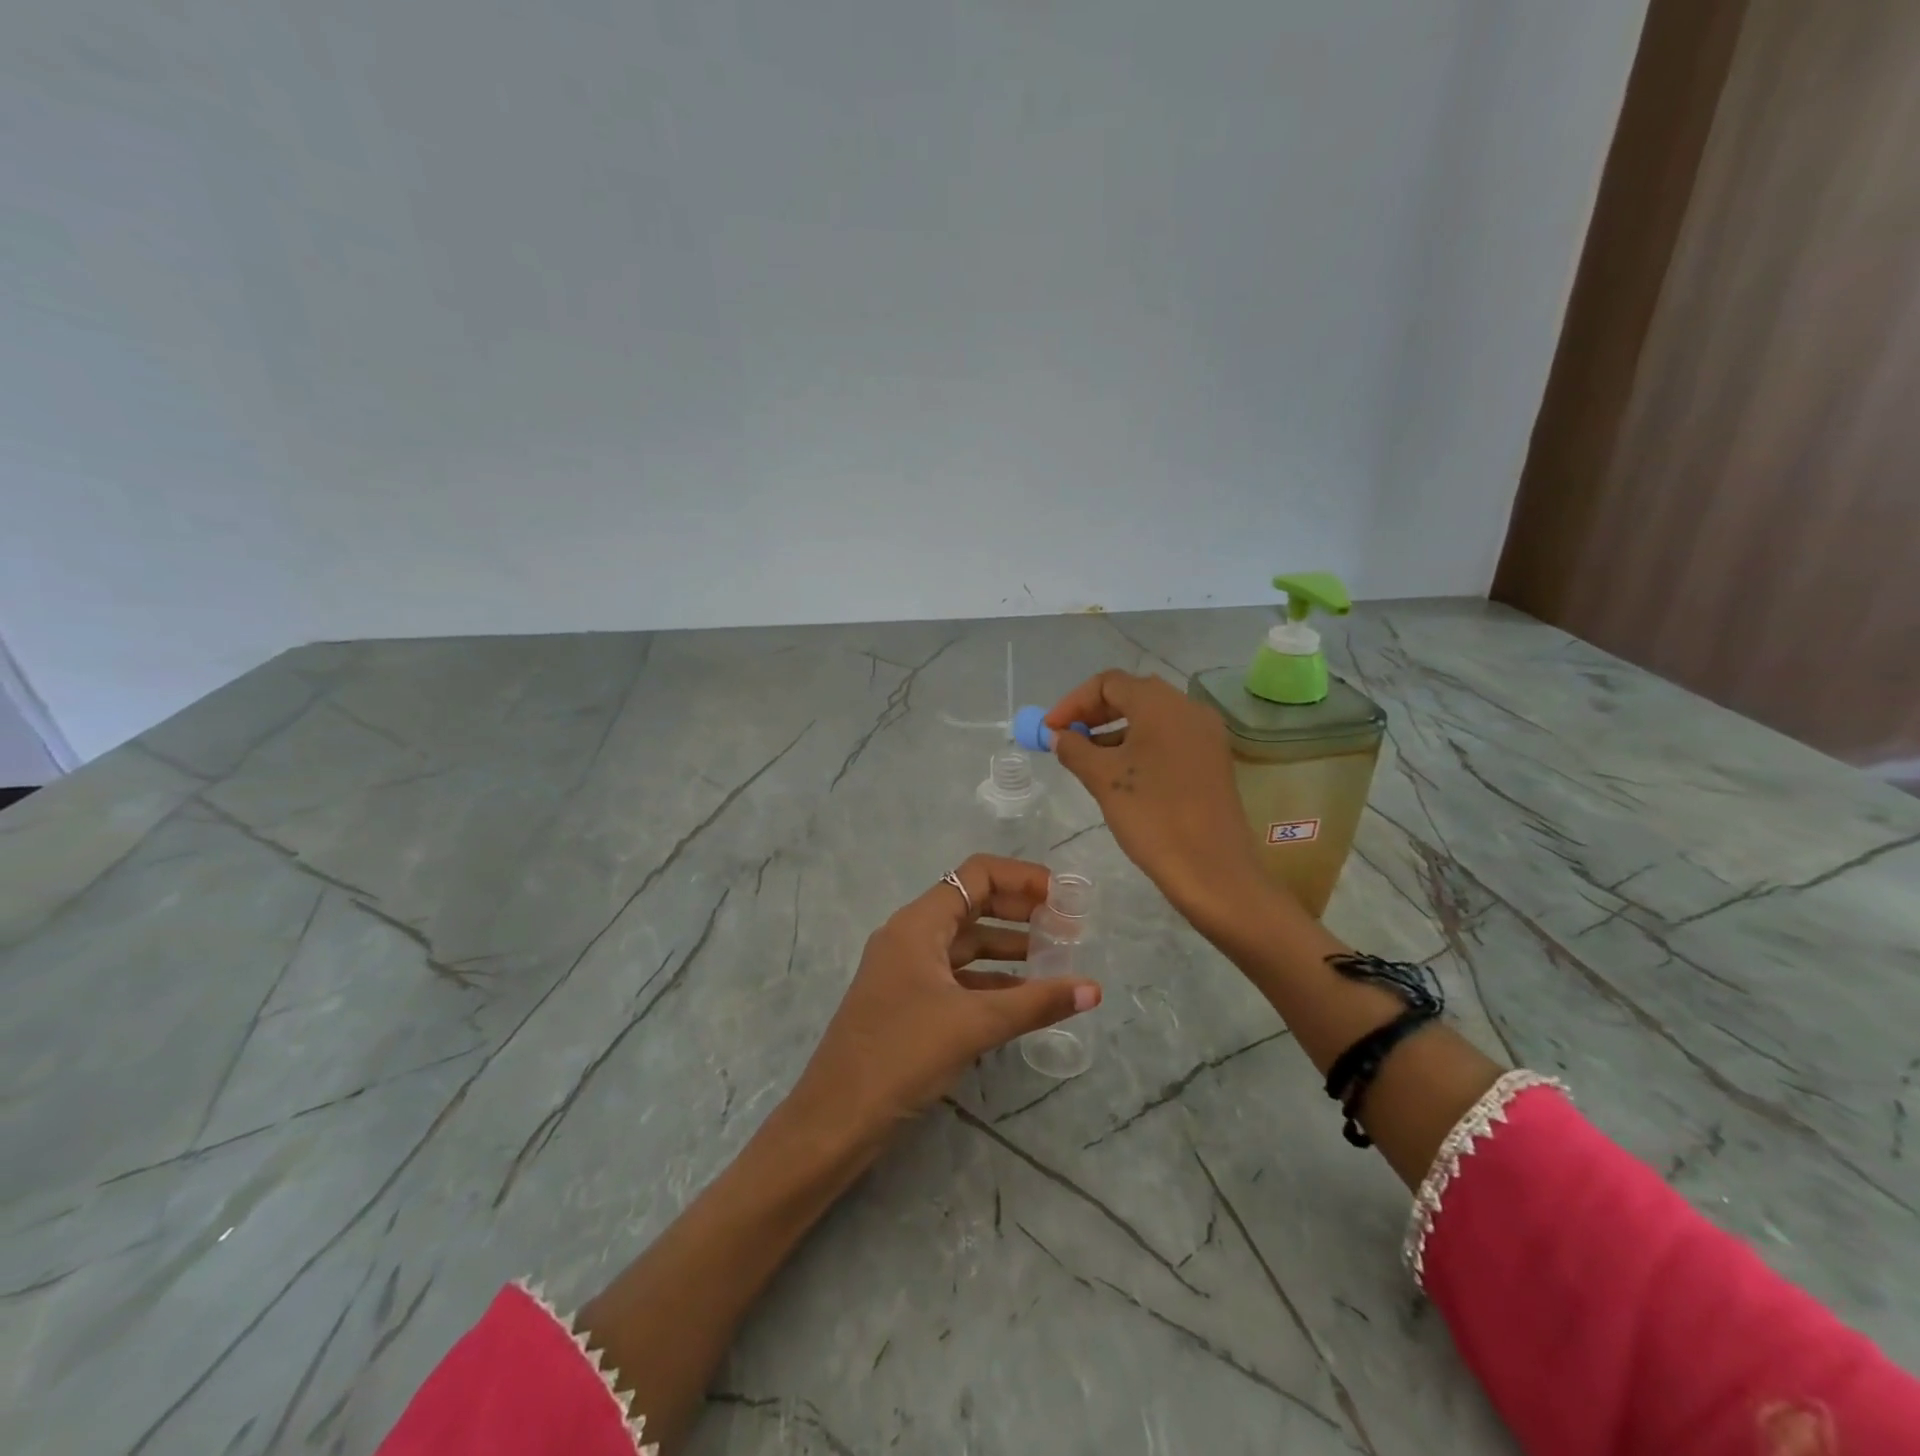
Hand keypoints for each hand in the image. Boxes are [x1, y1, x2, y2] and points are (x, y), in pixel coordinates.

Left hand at [791, 854, 1101, 1140]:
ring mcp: (906, 971)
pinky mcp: (908, 1003)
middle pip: (973, 905)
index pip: (976, 876)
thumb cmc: (902, 1055)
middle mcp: (910, 937)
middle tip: (1066, 928)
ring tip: (1055, 959)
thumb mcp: (974, 1024)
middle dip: (1020, 911)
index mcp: (918, 925)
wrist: (836, 1119)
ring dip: (1009, 947)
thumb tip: (1094, 989)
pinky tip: (1025, 997)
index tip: (1062, 897)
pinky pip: (957, 976)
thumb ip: (1036, 1002)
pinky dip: (991, 980)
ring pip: (966, 944)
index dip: (1022, 878)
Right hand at [1046, 670, 1267, 933]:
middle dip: (1093, 714)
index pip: (1109, 682)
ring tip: (1086, 760)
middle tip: (1065, 739)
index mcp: (1162, 704)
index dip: (1073, 702)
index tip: (1050, 730)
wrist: (1212, 869)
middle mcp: (1189, 709)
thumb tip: (1058, 736)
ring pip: (1151, 718)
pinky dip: (1138, 746)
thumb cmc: (1152, 816)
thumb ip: (1075, 749)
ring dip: (1114, 731)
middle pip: (1132, 695)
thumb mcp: (1103, 779)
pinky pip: (1168, 738)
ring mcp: (1205, 735)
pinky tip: (1119, 774)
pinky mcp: (1211, 760)